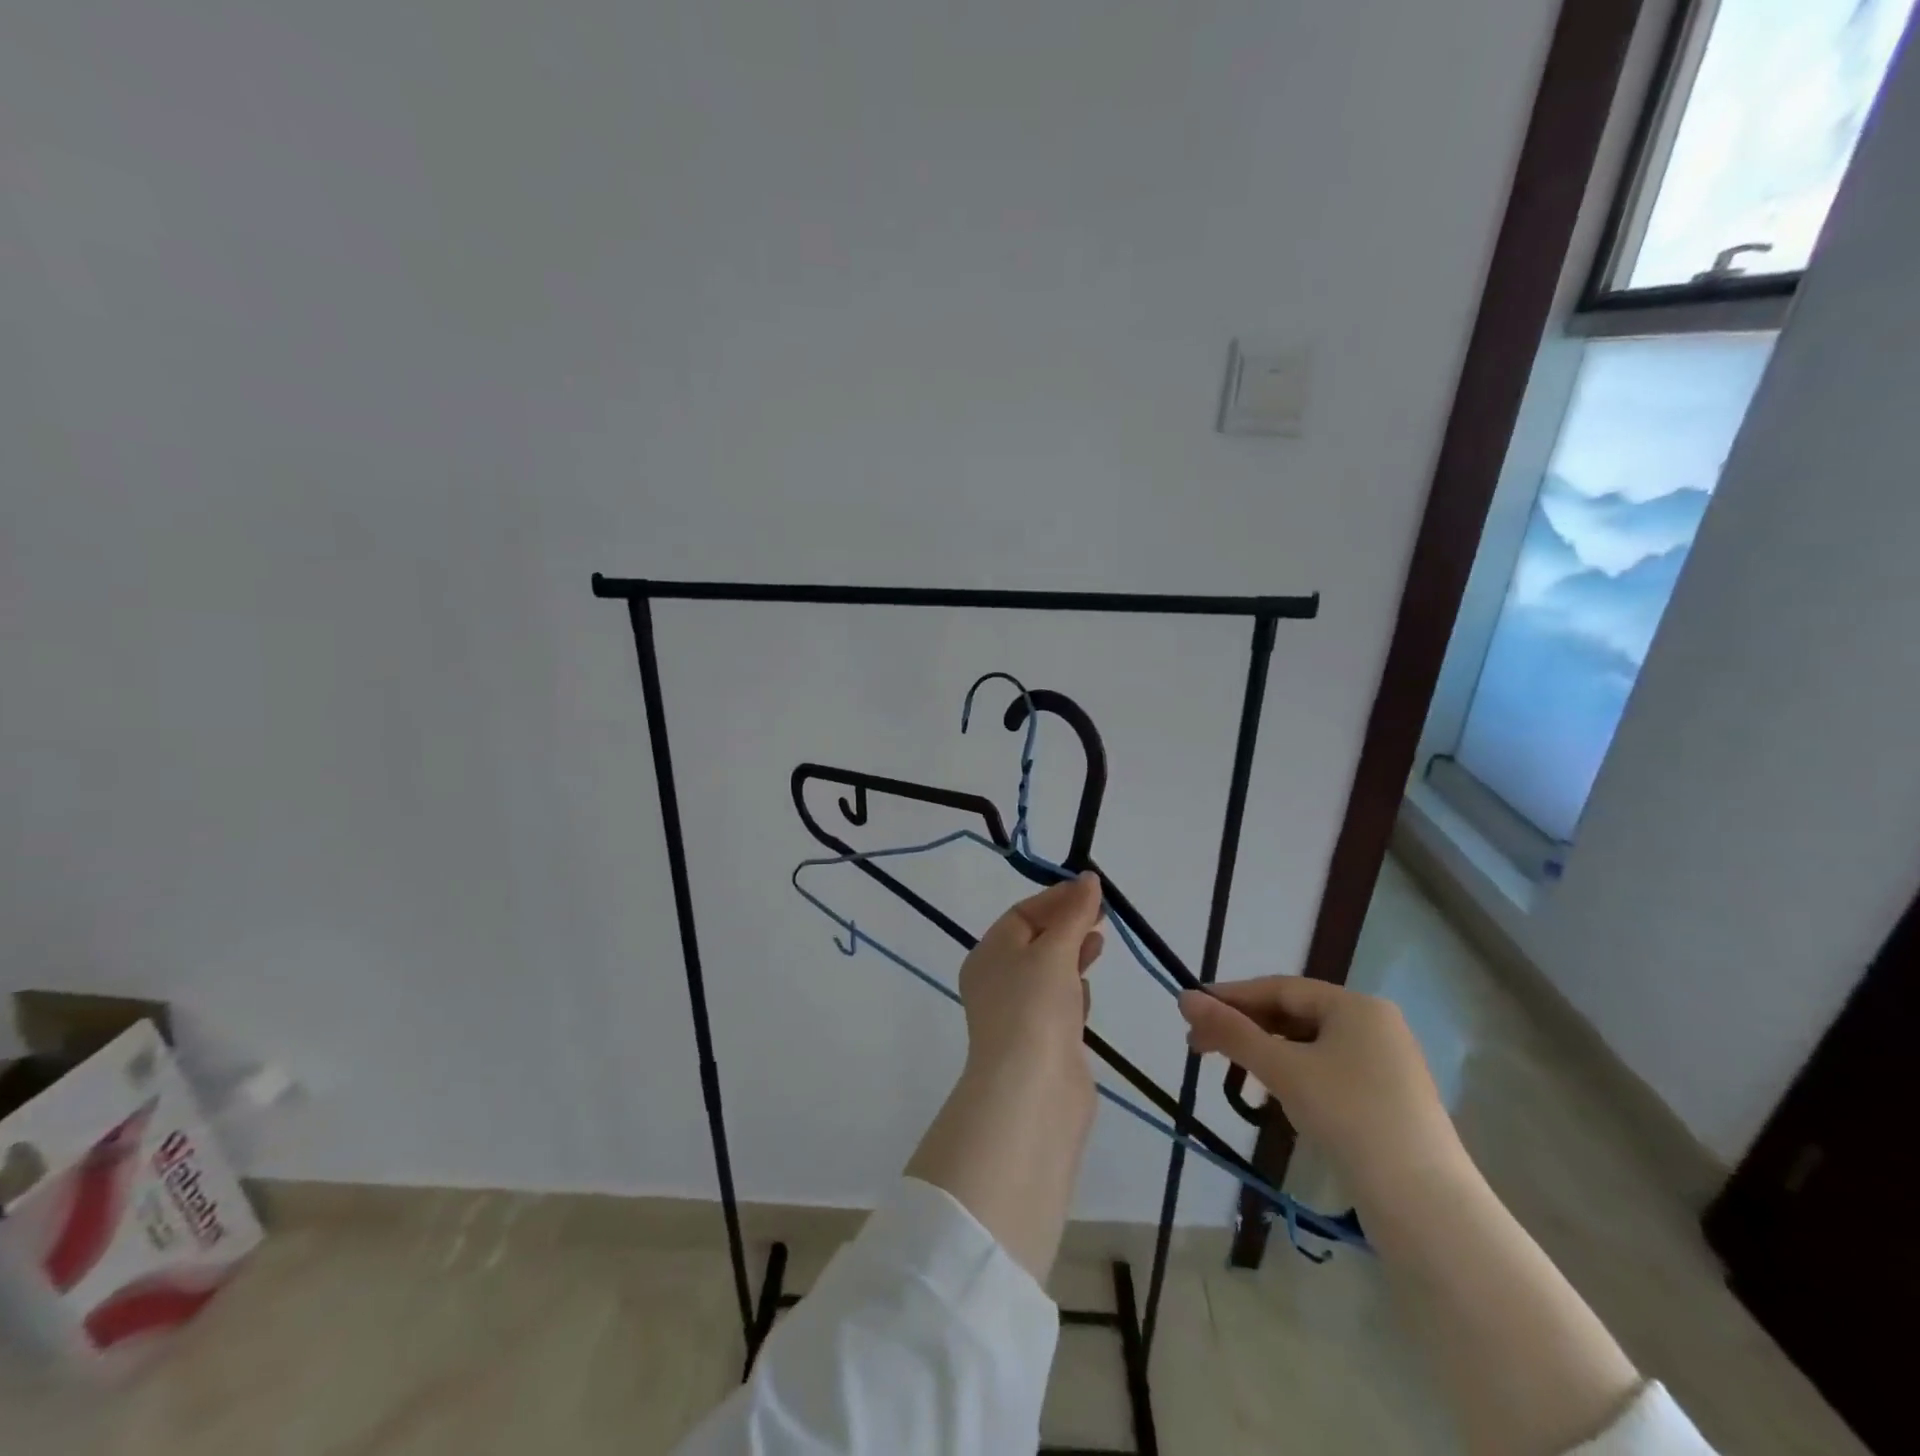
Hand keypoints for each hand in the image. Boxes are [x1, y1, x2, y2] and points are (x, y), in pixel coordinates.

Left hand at [957, 872, 1104, 1075]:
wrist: (1032, 1091)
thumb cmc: (1035, 1007)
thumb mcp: (1054, 951)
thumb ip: (1074, 914)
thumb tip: (1088, 878)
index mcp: (988, 955)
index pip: (1022, 914)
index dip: (1057, 899)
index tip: (1093, 891)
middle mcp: (997, 981)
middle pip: (1035, 941)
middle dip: (1068, 925)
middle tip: (1104, 915)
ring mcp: (1019, 1013)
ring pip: (1048, 973)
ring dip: (1072, 955)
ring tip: (1100, 943)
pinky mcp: (1042, 1041)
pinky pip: (1057, 1004)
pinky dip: (1073, 990)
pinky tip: (1088, 989)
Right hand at [1178, 976, 1463, 1207]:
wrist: (1426, 1207)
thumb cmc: (1350, 1118)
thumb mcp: (1283, 1070)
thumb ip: (1232, 1032)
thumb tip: (1184, 998)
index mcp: (1355, 1006)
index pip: (1279, 988)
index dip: (1231, 997)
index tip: (1190, 1010)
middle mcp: (1375, 1025)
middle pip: (1294, 1014)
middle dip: (1245, 1027)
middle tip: (1200, 1046)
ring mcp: (1387, 1064)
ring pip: (1310, 1044)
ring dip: (1267, 1052)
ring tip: (1233, 1070)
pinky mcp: (1389, 1100)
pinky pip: (1328, 1070)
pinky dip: (1295, 1074)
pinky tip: (1276, 1093)